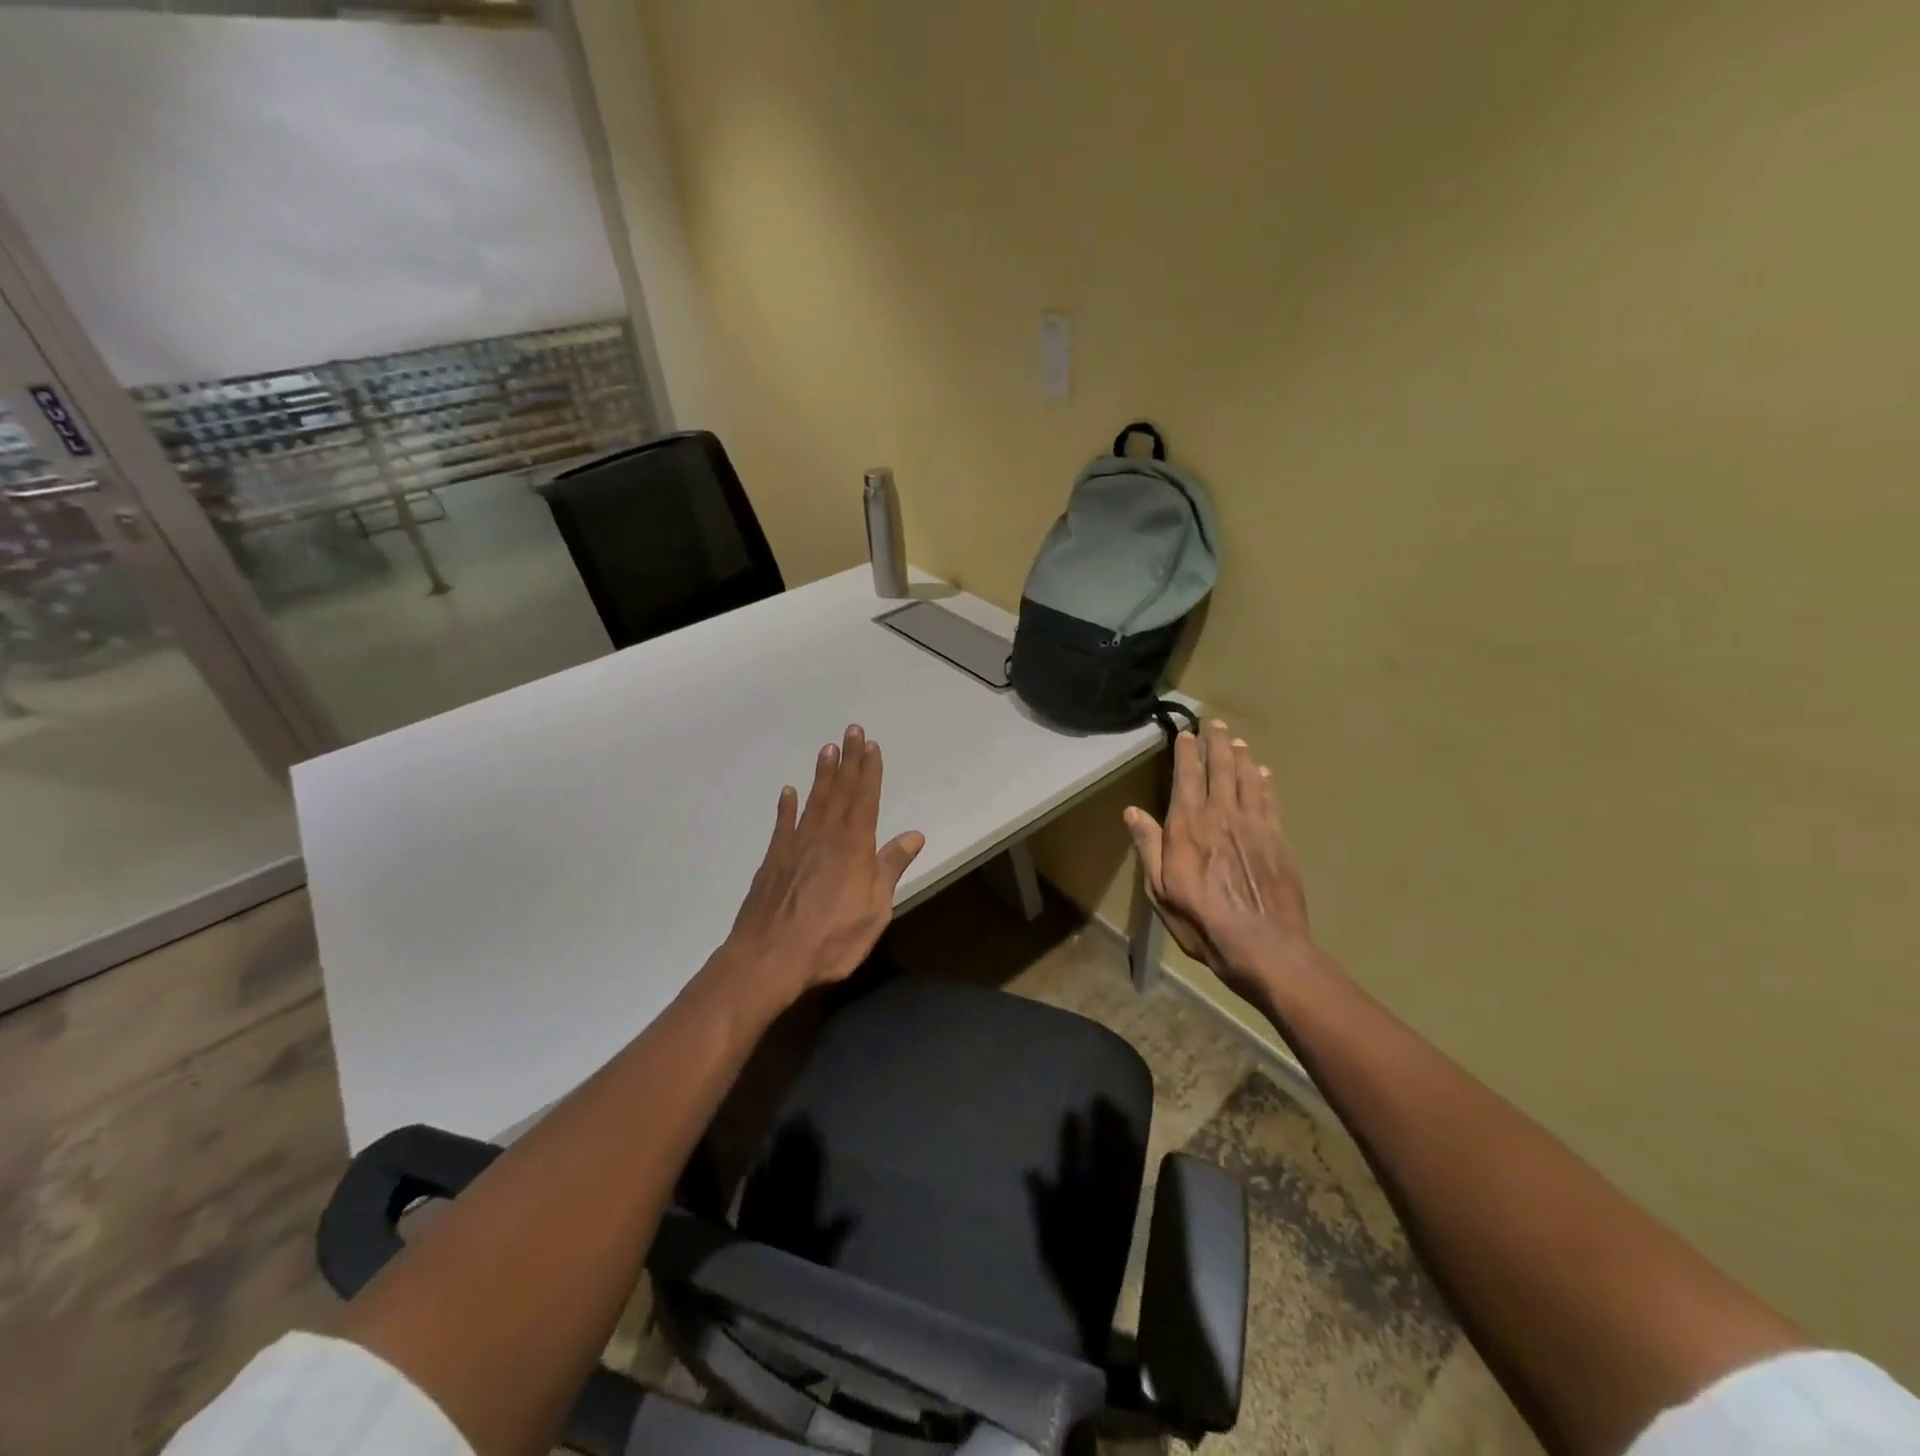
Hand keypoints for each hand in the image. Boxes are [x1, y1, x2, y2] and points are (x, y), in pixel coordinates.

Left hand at [717, 724, 924, 1013]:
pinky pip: (783, 824)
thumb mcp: (875, 909)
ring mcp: (795, 846)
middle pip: (840, 791)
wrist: (769, 958)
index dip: (870, 771)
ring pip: (813, 800)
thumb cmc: (832, 940)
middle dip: (848, 760)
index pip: (865, 799)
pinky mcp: (773, 860)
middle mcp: (825, 836)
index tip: (871, 745)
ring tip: (827, 749)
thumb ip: (891, 868)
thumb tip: (914, 835)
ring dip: (822, 774)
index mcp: (854, 847)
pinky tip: (788, 791)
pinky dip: (786, 806)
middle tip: (852, 731)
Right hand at [1124, 718, 1314, 1001]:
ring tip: (1237, 741)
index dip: (1186, 753)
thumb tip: (1132, 811)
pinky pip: (1270, 801)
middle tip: (1215, 723)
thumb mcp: (1161, 890)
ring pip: (1248, 779)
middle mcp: (1222, 816)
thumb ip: (1148, 847)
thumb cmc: (1202, 921)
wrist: (1264, 945)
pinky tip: (1263, 773)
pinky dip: (1265, 782)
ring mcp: (1254, 826)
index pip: (1186, 778)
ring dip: (1241, 756)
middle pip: (1221, 770)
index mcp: (1189, 827)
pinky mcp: (1278, 840)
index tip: (1186, 733)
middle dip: (1217, 743)